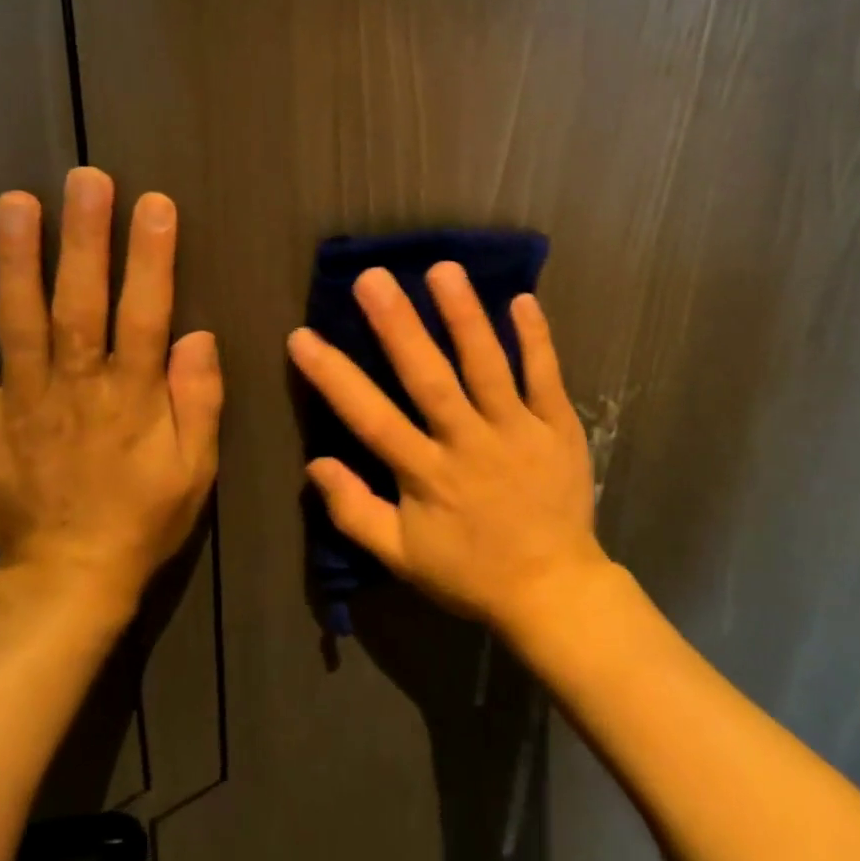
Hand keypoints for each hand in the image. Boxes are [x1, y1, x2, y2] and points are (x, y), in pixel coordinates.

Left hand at [0, 168, 221, 616]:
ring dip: (16, 260)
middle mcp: (74, 389)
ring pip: (18, 322)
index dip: (151, 258)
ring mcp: (19, 402)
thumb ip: (198, 401)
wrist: (67, 578)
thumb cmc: (144, 517)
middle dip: (84, 238)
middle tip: (84, 179)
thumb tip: (197, 336)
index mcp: (131, 399)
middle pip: (79, 304)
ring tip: (16, 202)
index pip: (144, 315)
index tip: (154, 205)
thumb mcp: (195, 469)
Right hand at [287, 263, 603, 631]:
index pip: (371, 419)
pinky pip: (546, 377)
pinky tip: (522, 298)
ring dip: (465, 317)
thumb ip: (355, 512)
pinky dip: (536, 339)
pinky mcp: (557, 426)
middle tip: (372, 278)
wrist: (553, 590)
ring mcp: (517, 430)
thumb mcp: (402, 556)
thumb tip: (314, 465)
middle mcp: (468, 443)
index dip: (334, 378)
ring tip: (443, 270)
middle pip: (429, 379)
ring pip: (487, 367)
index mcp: (426, 475)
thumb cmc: (470, 572)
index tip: (302, 336)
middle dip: (399, 327)